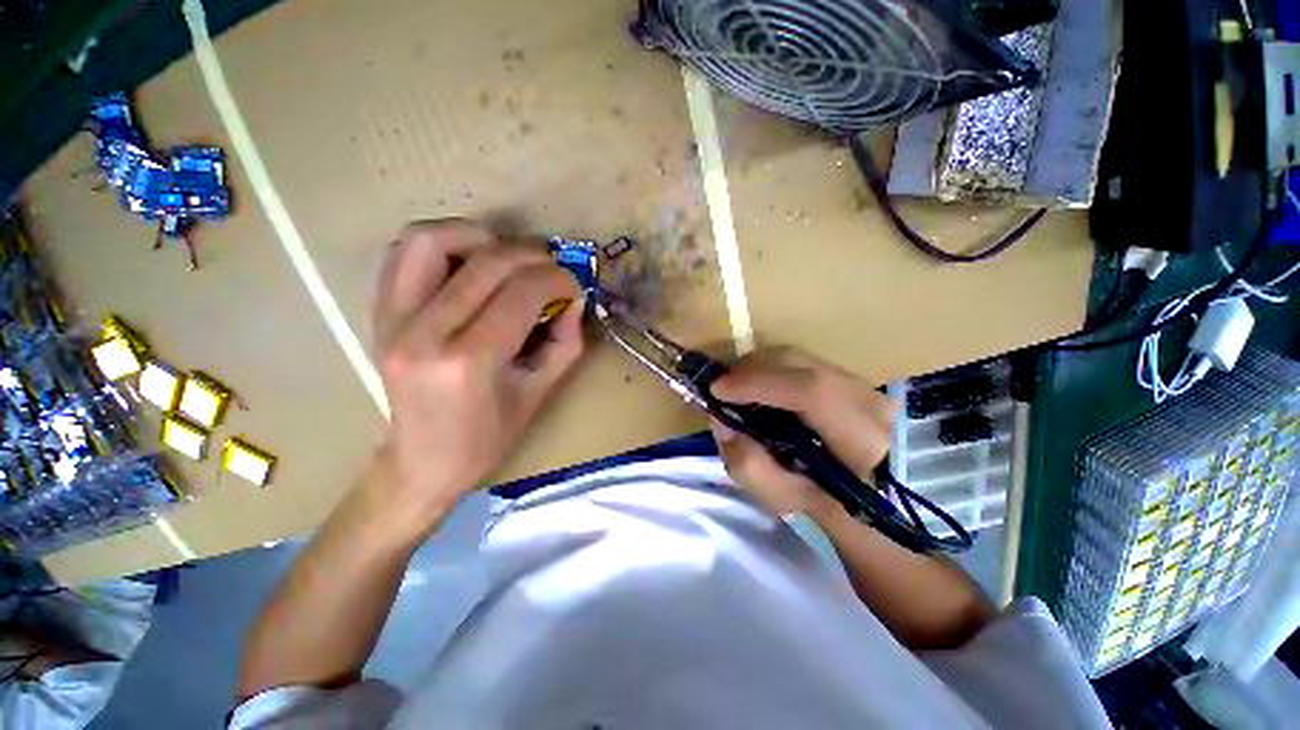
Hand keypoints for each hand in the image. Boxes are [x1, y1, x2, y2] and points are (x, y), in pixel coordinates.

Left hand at [370, 219, 585, 525]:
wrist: (421, 461)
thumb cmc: (487, 438)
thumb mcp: (540, 393)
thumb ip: (566, 342)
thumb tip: (574, 299)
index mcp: (469, 362)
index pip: (521, 293)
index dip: (558, 279)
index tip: (574, 286)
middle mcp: (424, 332)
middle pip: (487, 263)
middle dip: (533, 257)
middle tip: (553, 271)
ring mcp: (392, 318)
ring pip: (432, 240)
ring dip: (481, 237)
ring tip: (509, 257)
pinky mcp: (379, 312)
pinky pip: (405, 252)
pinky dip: (444, 242)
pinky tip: (471, 260)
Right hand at [709, 347, 892, 521]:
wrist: (874, 500)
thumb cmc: (829, 507)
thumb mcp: (783, 500)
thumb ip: (748, 464)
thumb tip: (721, 421)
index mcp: (863, 441)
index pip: (811, 392)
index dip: (758, 384)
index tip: (717, 390)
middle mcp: (869, 401)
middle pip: (799, 364)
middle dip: (750, 370)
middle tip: (721, 387)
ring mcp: (862, 384)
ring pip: (798, 357)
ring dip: (758, 367)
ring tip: (736, 387)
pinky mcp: (850, 378)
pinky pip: (800, 362)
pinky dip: (771, 369)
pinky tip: (757, 386)